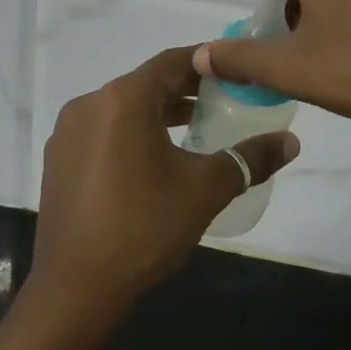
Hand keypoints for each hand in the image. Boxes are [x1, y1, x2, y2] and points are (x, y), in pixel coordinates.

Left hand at [31, 46, 299, 316]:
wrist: (75, 288)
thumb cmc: (144, 227)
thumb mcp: (205, 190)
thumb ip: (249, 159)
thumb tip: (291, 141)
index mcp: (124, 99)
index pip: (172, 61)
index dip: (205, 61)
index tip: (233, 68)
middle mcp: (89, 104)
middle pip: (146, 82)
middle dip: (184, 88)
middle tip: (222, 99)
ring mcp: (68, 132)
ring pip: (122, 107)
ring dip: (158, 111)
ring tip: (195, 127)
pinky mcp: (58, 159)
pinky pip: (102, 130)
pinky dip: (130, 131)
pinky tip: (153, 158)